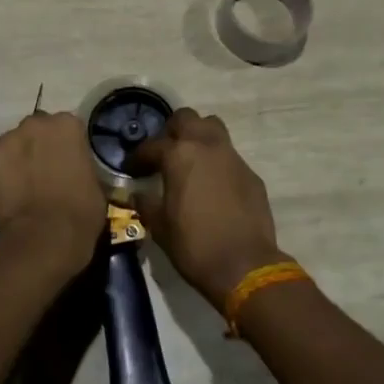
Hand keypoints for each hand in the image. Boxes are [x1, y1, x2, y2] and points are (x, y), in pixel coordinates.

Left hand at [0, 111, 106, 279]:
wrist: (47, 235)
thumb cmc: (81, 210)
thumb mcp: (93, 180)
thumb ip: (79, 163)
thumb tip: (72, 169)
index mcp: (66, 125)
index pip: (64, 128)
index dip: (63, 147)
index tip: (65, 164)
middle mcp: (35, 123)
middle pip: (34, 131)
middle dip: (36, 147)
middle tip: (42, 174)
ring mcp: (7, 141)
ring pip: (10, 147)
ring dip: (16, 161)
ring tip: (22, 189)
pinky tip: (7, 199)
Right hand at [130, 109, 284, 311]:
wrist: (245, 265)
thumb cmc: (194, 244)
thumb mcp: (159, 226)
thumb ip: (146, 203)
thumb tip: (137, 193)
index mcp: (179, 155)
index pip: (152, 145)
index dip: (138, 157)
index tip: (132, 169)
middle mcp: (207, 146)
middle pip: (187, 118)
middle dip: (172, 131)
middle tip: (164, 153)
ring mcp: (233, 158)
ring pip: (213, 129)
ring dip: (199, 138)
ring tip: (190, 161)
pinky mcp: (251, 174)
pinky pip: (230, 156)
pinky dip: (218, 163)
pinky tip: (213, 186)